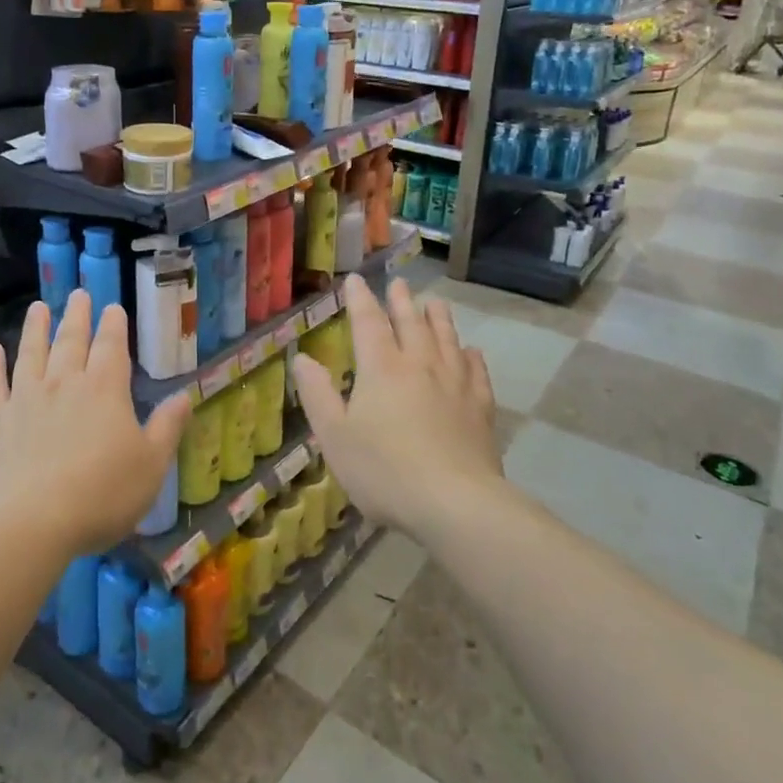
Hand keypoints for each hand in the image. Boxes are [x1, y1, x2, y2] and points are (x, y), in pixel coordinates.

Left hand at [0, 291, 190, 556]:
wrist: (30, 522)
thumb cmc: (101, 494)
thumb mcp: (151, 466)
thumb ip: (167, 428)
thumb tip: (185, 396)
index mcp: (105, 389)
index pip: (111, 346)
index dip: (113, 325)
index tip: (112, 307)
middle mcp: (65, 383)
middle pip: (71, 340)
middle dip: (77, 316)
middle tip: (79, 294)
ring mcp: (26, 398)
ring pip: (32, 352)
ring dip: (36, 327)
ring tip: (38, 307)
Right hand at [291, 275, 499, 540]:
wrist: (455, 503)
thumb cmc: (384, 470)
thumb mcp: (334, 436)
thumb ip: (317, 394)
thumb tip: (302, 357)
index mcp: (381, 368)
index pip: (368, 322)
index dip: (360, 299)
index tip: (355, 280)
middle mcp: (420, 365)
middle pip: (411, 323)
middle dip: (402, 301)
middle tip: (399, 283)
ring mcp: (455, 384)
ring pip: (447, 339)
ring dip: (438, 318)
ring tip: (435, 302)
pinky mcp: (480, 407)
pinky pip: (476, 371)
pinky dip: (471, 356)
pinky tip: (471, 351)